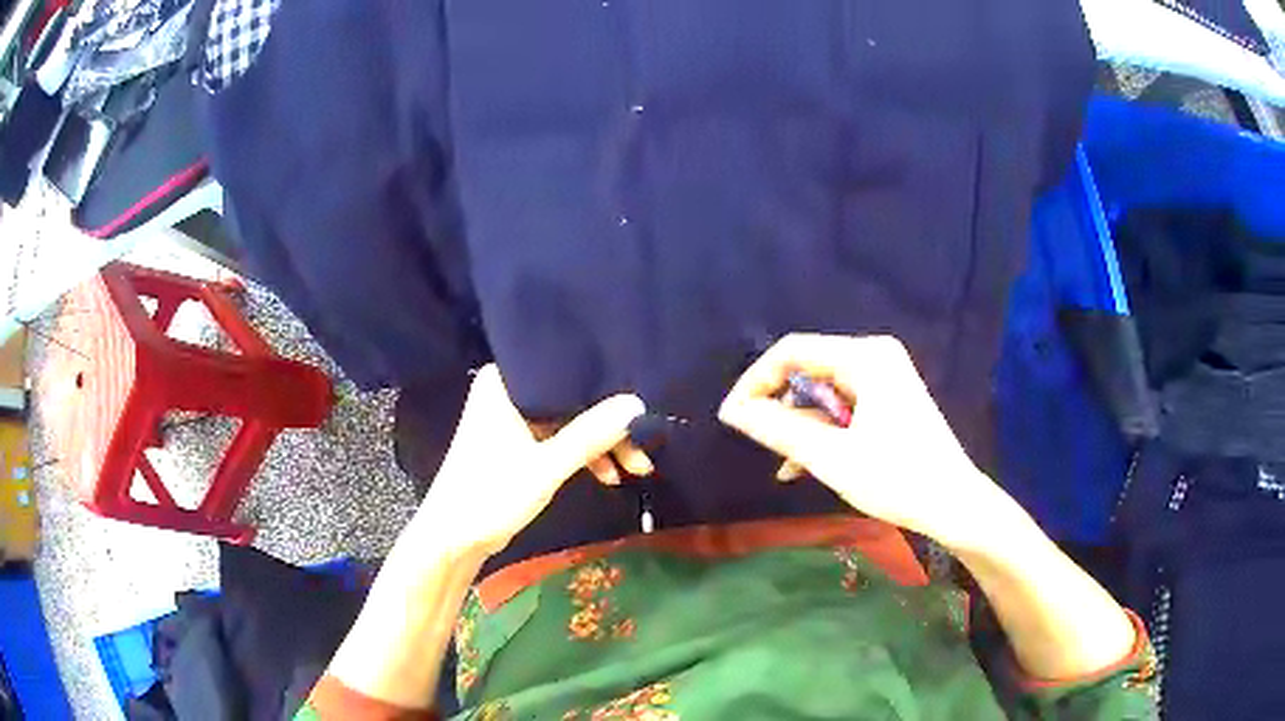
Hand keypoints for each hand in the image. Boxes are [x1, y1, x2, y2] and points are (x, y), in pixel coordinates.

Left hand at [413, 365, 645, 556]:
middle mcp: (508, 393)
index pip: (565, 373)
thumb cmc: (491, 495)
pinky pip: (558, 439)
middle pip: (571, 400)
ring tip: (636, 468)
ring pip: (569, 422)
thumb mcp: (546, 467)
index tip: (641, 407)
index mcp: (505, 383)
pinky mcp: (517, 443)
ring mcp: (512, 419)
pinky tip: (608, 475)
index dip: (605, 389)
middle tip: (644, 449)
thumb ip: (591, 435)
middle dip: (608, 427)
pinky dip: (581, 456)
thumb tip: (637, 405)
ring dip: (600, 445)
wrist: (454, 538)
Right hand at [718, 333, 1013, 551]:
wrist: (954, 504)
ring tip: (783, 462)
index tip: (733, 417)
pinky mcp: (890, 400)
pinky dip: (822, 430)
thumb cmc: (896, 478)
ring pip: (823, 392)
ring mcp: (885, 378)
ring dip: (799, 424)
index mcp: (865, 357)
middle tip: (757, 440)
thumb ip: (779, 429)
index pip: (792, 351)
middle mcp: (875, 356)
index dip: (756, 381)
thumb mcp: (832, 457)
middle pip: (808, 369)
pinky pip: (843, 406)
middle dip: (779, 405)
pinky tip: (803, 464)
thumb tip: (732, 410)